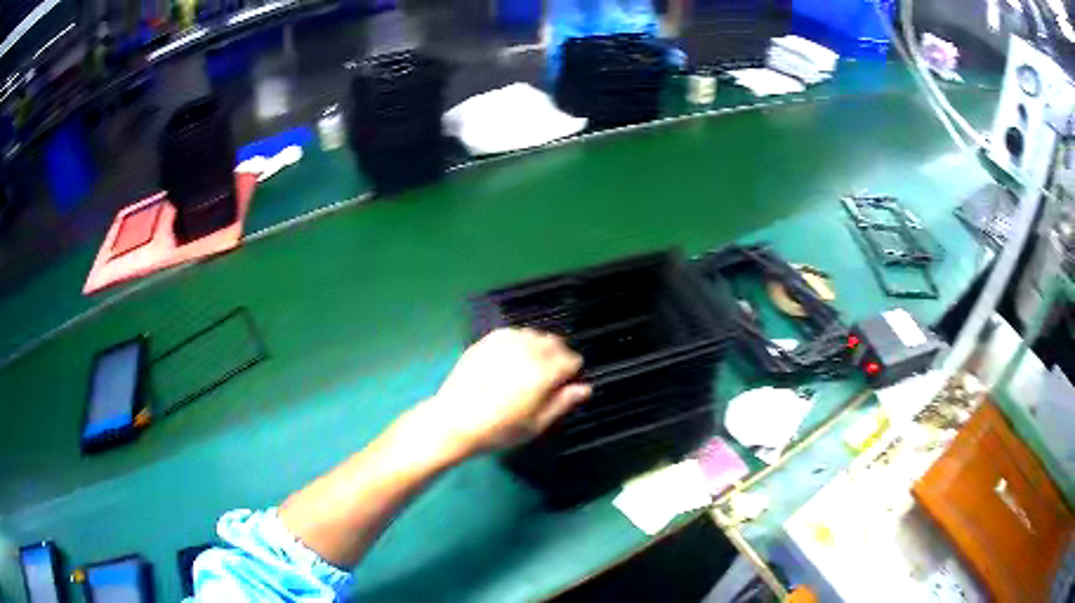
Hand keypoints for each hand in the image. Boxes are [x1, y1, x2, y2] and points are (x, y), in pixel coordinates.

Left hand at [413, 328, 591, 458]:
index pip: (572, 359)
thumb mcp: (536, 424)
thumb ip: (563, 403)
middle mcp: (528, 351)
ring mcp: (505, 343)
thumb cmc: (499, 429)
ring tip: (528, 367)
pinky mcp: (486, 341)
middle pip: (554, 342)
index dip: (571, 372)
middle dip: (557, 356)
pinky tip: (510, 357)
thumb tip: (585, 388)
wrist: (454, 421)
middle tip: (547, 378)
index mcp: (544, 372)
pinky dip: (517, 341)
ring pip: (533, 334)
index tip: (564, 385)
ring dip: (538, 347)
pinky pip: (511, 333)